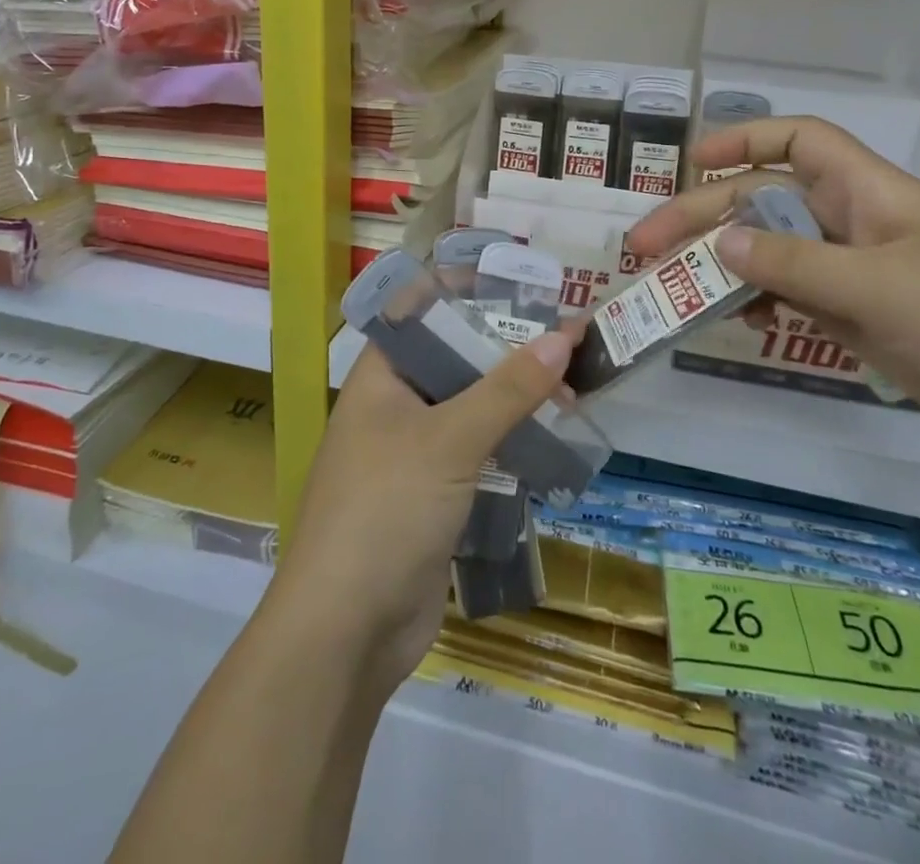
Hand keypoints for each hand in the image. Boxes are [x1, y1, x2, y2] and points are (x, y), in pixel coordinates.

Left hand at [263, 329, 577, 689]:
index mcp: (381, 376)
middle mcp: (394, 406)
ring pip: (472, 410)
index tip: (522, 287)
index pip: (423, 313)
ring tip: (574, 393)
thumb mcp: (449, 441)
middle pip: (456, 360)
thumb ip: (507, 389)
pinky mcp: (433, 496)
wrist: (345, 632)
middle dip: (508, 352)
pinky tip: (554, 442)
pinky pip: (478, 454)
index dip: (469, 294)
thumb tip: (562, 337)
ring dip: (517, 402)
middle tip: (567, 342)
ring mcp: (413, 454)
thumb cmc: (386, 510)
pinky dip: (511, 444)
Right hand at [627, 118, 919, 462]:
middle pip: (767, 202)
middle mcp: (858, 223)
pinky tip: (740, 320)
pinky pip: (798, 295)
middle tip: (645, 247)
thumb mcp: (876, 289)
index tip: (692, 162)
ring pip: (776, 253)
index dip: (744, 139)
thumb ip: (793, 265)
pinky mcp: (866, 315)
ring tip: (676, 286)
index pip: (800, 142)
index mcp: (868, 194)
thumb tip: (722, 243)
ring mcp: (861, 271)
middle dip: (705, 218)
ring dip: (726, 264)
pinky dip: (763, 302)